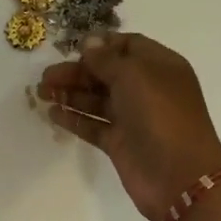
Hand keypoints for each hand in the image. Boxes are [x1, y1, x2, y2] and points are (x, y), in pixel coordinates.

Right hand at [37, 33, 220, 220]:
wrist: (179, 177)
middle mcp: (147, 89)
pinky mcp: (120, 143)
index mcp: (159, 66)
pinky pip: (93, 125)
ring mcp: (133, 118)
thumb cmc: (160, 114)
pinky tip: (52, 113)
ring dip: (69, 93)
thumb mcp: (133, 75)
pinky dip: (74, 118)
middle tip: (46, 76)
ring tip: (41, 93)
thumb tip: (89, 43)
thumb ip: (106, 59)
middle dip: (76, 71)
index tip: (74, 49)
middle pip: (106, 73)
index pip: (128, 46)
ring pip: (96, 99)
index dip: (101, 45)